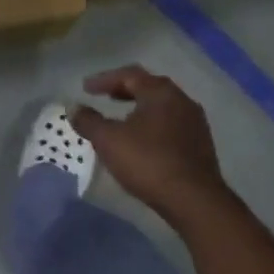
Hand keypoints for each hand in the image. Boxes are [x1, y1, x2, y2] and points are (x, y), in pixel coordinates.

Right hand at [71, 67, 228, 222]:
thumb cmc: (148, 162)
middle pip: (150, 88)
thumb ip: (89, 122)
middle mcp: (182, 101)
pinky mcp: (200, 145)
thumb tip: (73, 107)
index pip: (130, 75)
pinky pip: (171, 126)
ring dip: (140, 109)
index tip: (85, 88)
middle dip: (124, 91)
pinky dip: (152, 126)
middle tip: (105, 97)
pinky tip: (143, 142)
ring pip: (162, 108)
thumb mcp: (109, 141)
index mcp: (161, 93)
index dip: (105, 79)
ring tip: (122, 120)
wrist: (192, 198)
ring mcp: (195, 123)